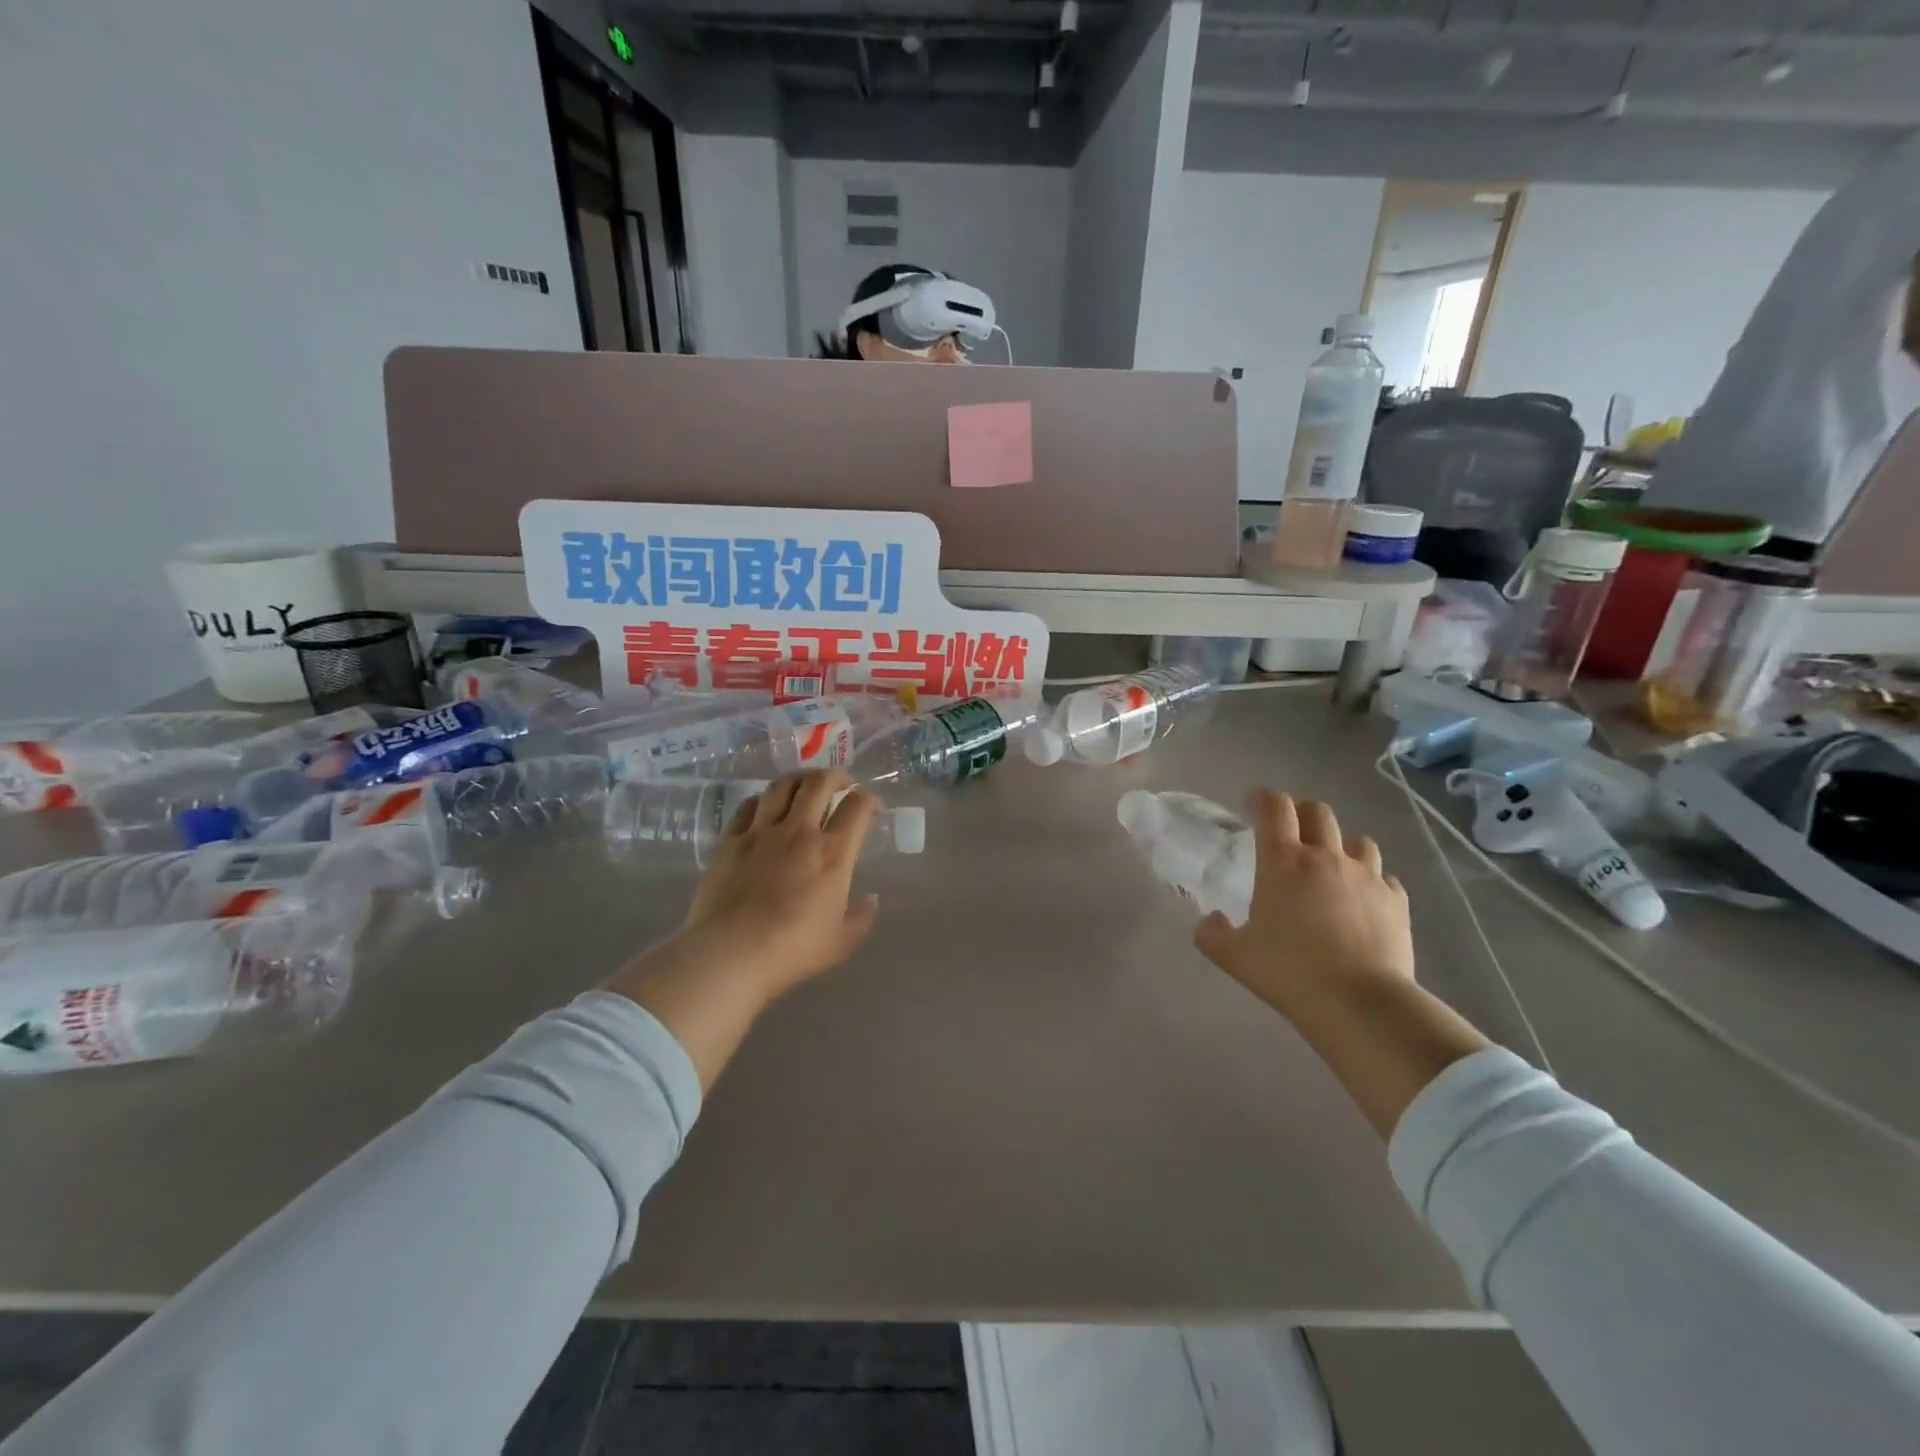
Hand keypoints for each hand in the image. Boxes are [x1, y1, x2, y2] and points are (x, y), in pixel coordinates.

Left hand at [678, 769, 881, 1000]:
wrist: (730, 953)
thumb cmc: (793, 950)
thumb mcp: (841, 942)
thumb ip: (862, 917)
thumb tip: (871, 899)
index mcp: (833, 853)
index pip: (857, 808)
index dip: (869, 800)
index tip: (872, 805)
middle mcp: (799, 832)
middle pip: (820, 783)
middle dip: (837, 775)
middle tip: (843, 782)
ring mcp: (761, 832)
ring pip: (783, 786)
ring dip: (800, 778)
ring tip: (806, 784)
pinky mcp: (731, 840)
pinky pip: (748, 806)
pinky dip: (763, 799)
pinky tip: (766, 806)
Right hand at [1194, 790, 1413, 1021]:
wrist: (1360, 1003)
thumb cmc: (1289, 972)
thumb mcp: (1234, 957)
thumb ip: (1212, 934)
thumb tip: (1210, 920)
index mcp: (1283, 862)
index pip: (1274, 807)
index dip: (1261, 798)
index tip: (1252, 804)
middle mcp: (1326, 857)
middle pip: (1318, 812)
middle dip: (1301, 813)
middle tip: (1289, 831)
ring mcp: (1367, 877)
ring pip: (1358, 841)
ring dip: (1340, 844)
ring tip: (1331, 864)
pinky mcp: (1396, 901)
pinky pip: (1385, 877)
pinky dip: (1371, 881)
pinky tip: (1363, 900)